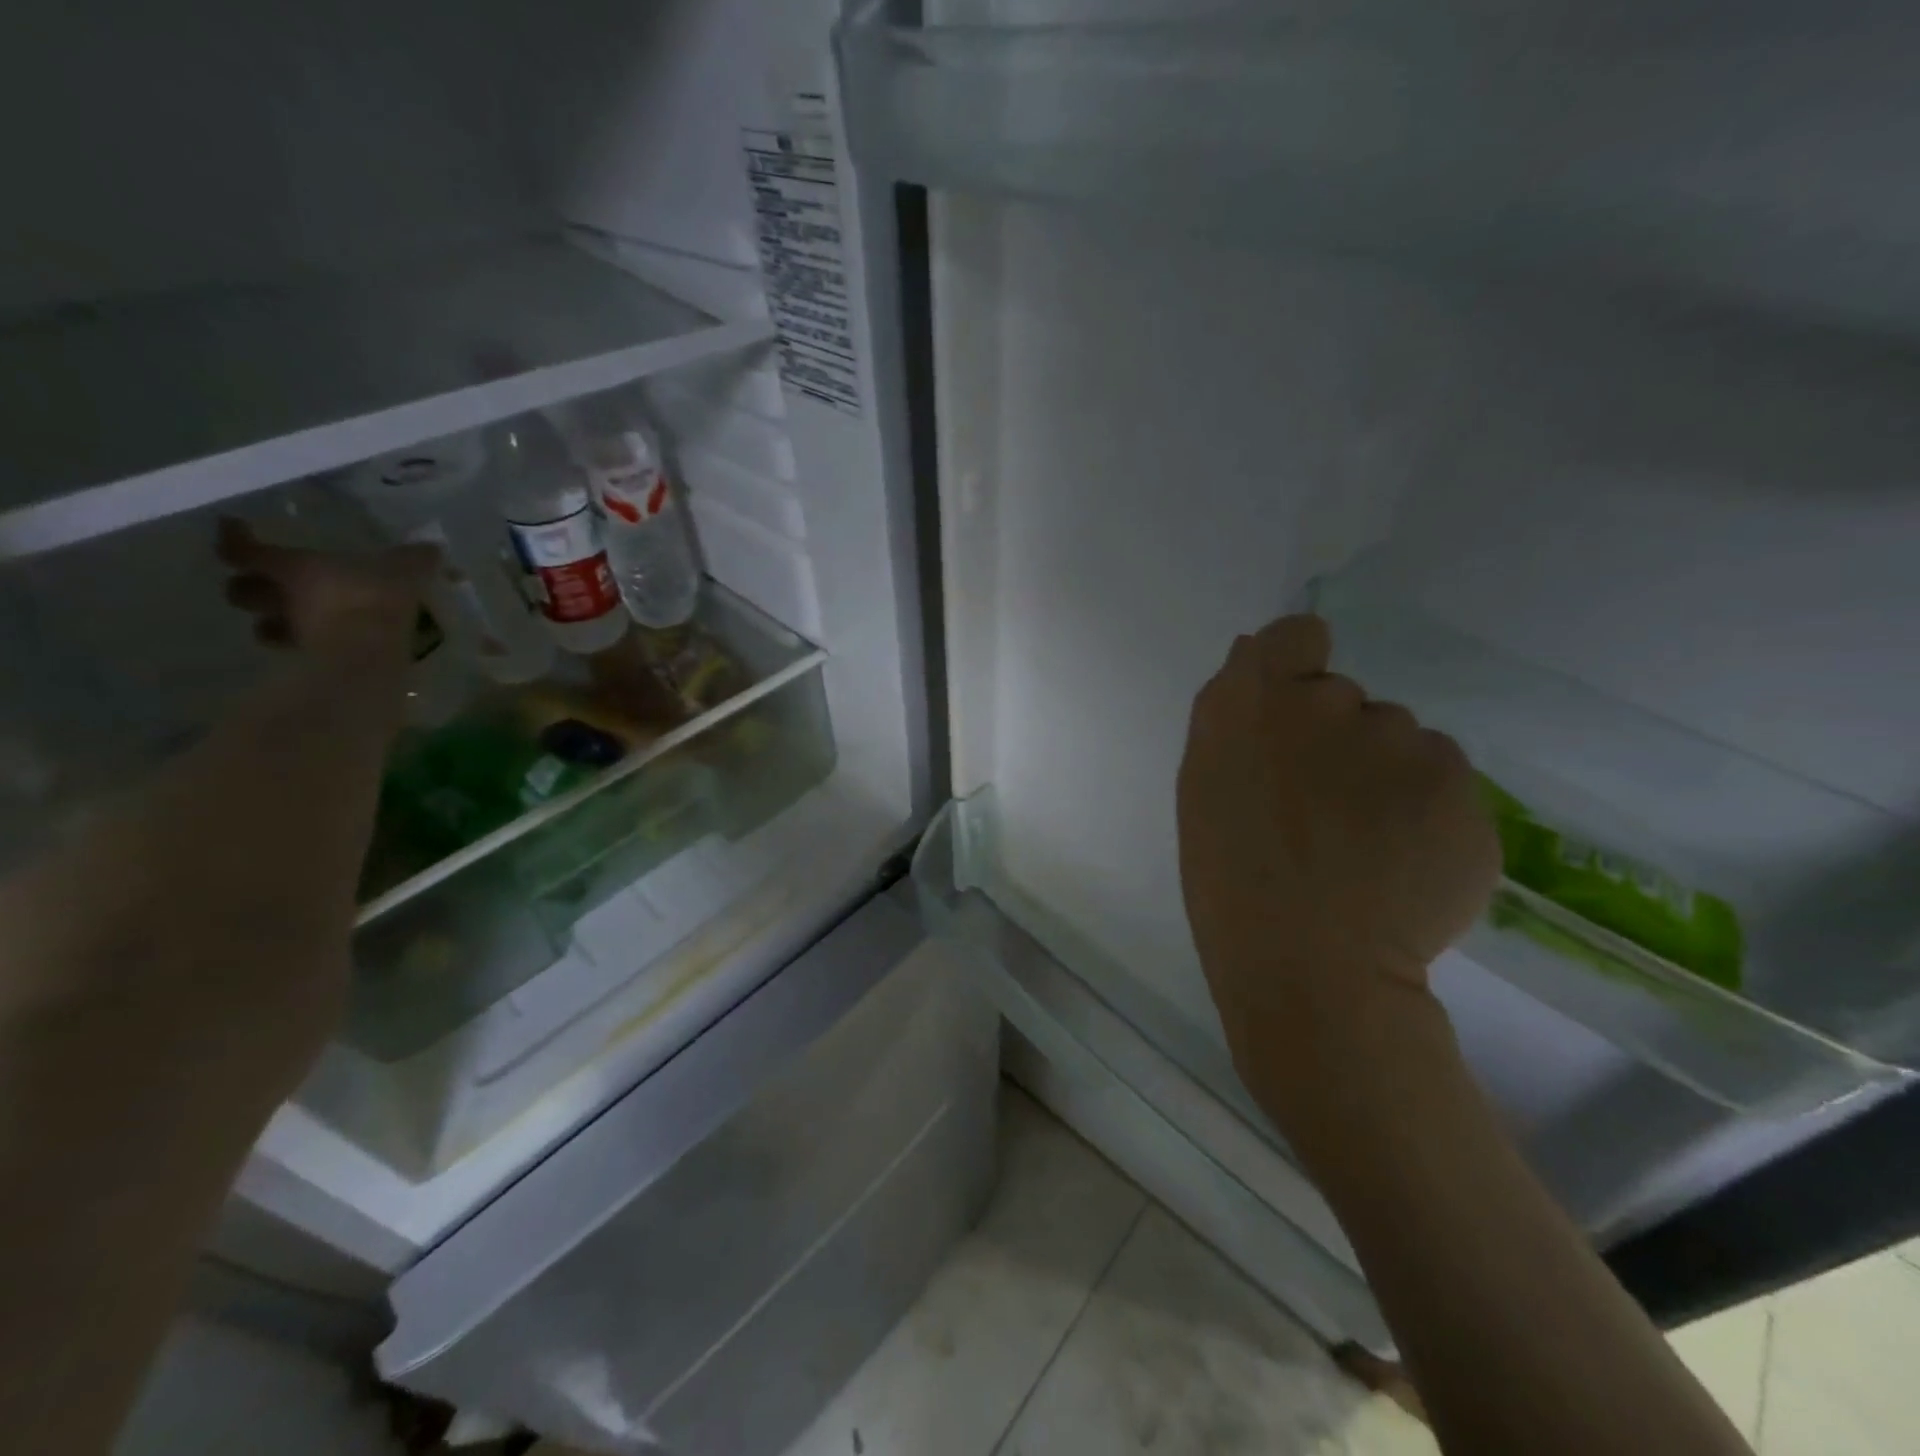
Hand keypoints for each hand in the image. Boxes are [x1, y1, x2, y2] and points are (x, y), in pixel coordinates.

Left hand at [217, 517, 437, 657]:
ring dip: (273, 623)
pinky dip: (303, 647)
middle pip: (242, 591)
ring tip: (293, 623)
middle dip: (250, 587)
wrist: (373, 652)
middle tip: (267, 584)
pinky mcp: (308, 661)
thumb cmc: (378, 599)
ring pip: (265, 625)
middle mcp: (281, 599)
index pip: (244, 549)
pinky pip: (298, 650)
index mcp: (294, 567)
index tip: (235, 527)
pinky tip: (322, 646)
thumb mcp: (405, 570)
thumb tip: (432, 548)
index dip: (236, 538)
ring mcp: (292, 632)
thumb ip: (414, 558)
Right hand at [1176, 614, 1498, 1121]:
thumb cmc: (1229, 879)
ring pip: (1400, 742)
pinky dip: (1426, 816)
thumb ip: (1233, 715)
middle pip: (1346, 699)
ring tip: (1363, 848)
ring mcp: (1405, 742)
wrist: (1308, 968)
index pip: (1297, 635)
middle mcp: (1333, 703)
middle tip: (1319, 811)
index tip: (1290, 717)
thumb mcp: (1204, 787)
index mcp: (1254, 702)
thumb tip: (1256, 654)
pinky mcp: (1464, 790)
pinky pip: (1442, 785)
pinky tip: (1400, 865)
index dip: (1296, 666)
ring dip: (1385, 778)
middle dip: (1335, 739)